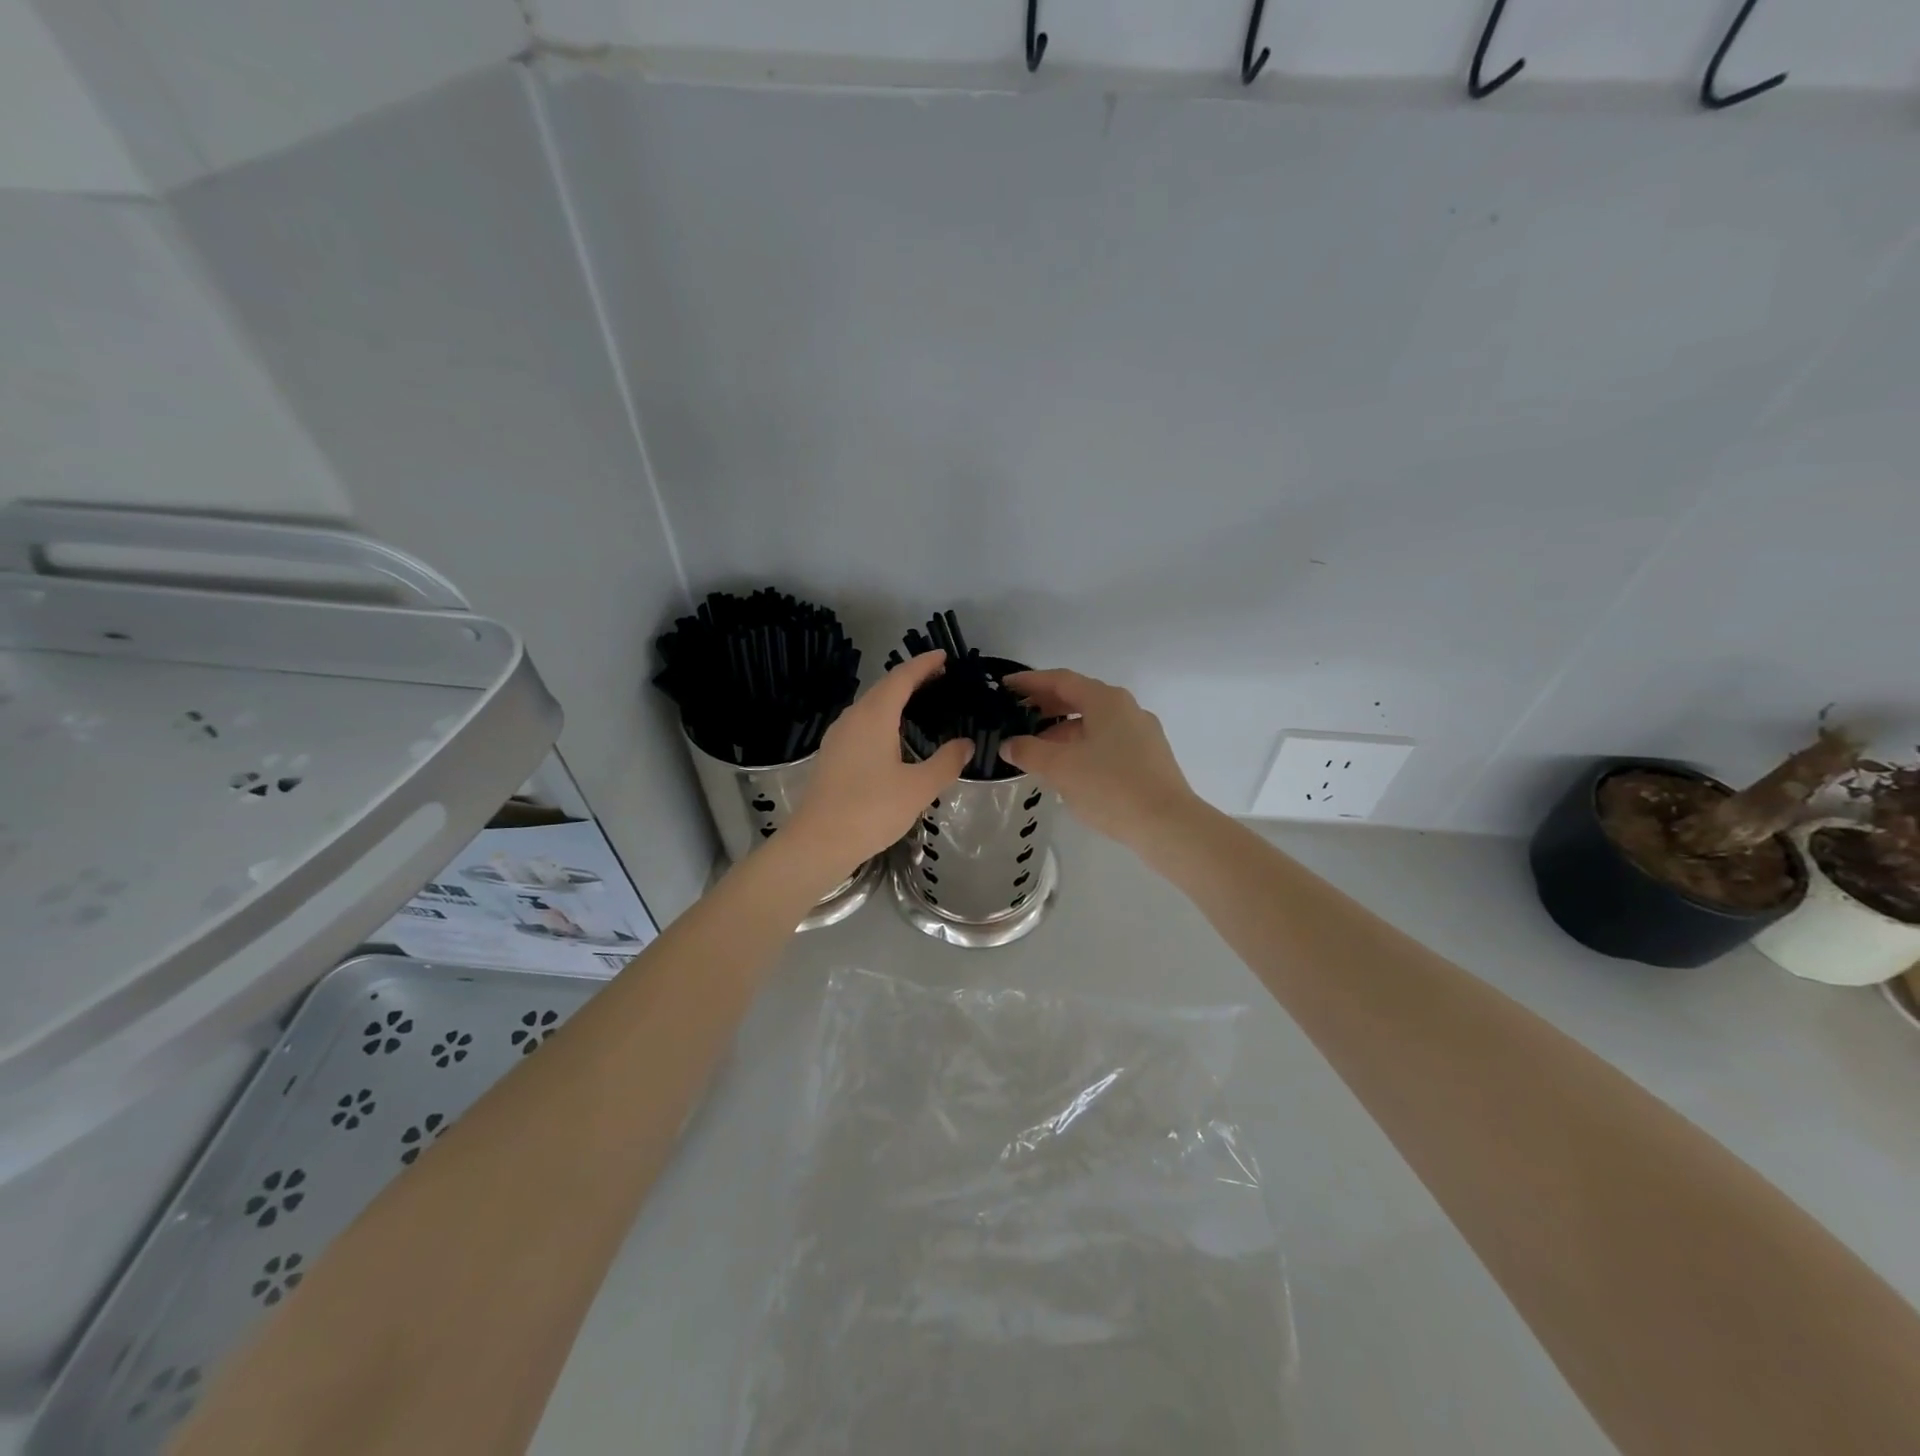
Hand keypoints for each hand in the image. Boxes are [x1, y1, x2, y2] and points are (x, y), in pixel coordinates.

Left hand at [786, 652, 971, 876]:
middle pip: (884, 687)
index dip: (924, 664)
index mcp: (874, 716)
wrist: (818, 842)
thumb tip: (965, 744)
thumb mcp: (918, 788)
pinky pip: (862, 723)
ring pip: (870, 706)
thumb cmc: (871, 810)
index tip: (943, 656)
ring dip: (895, 698)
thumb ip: (946, 762)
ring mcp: (838, 736)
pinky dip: (883, 717)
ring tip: (920, 702)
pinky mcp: (831, 755)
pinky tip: (893, 735)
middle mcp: (853, 718)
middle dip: (911, 678)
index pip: (902, 678)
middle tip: (939, 677)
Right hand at [1000, 669, 1202, 851]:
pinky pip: (1107, 741)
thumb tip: (1009, 745)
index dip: (1030, 682)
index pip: (1061, 680)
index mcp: (1106, 700)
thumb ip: (1029, 751)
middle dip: (1046, 706)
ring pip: (1094, 722)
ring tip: (1037, 750)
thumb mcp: (1060, 768)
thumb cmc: (1110, 786)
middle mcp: (1127, 708)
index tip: (1005, 686)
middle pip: (1079, 698)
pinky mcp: (1149, 757)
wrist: (1167, 824)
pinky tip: (1069, 769)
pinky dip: (1082, 746)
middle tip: (1017, 716)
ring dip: (1063, 730)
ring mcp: (1142, 733)